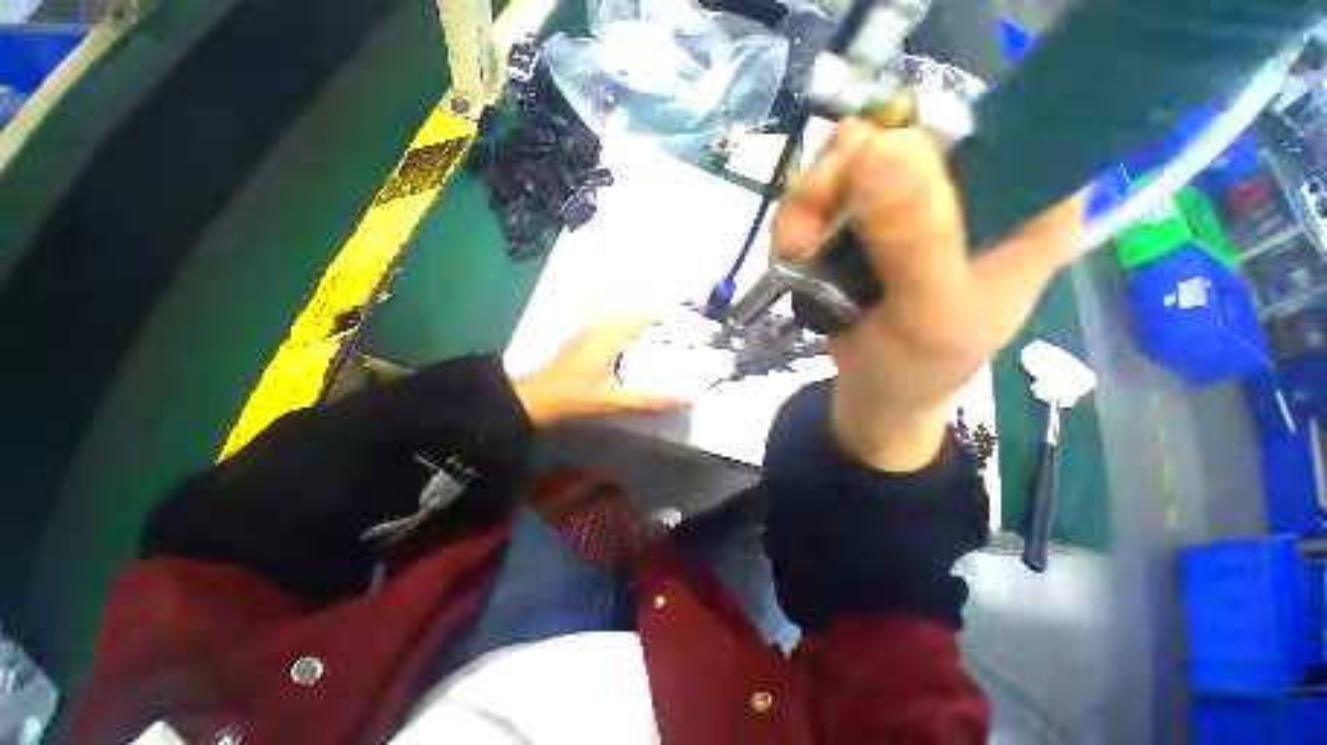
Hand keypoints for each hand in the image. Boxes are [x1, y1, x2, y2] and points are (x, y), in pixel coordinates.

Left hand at [513, 316, 687, 426]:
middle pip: (632, 313)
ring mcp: (587, 330)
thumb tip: (683, 398)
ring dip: (637, 322)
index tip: (680, 326)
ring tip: (655, 336)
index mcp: (610, 335)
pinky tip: (628, 344)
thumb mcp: (616, 400)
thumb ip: (650, 399)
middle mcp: (599, 326)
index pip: (642, 316)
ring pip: (619, 317)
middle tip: (672, 333)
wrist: (535, 398)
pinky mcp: (580, 337)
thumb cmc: (575, 397)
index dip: (662, 317)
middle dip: (653, 319)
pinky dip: (624, 327)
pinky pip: (609, 323)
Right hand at [773, 121, 1083, 470]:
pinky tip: (793, 250)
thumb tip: (882, 145)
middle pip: (903, 134)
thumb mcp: (931, 312)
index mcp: (1030, 199)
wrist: (877, 391)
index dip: (923, 131)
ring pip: (852, 160)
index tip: (865, 167)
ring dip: (809, 200)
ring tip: (794, 247)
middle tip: (808, 219)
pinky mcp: (868, 220)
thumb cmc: (921, 366)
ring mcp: (913, 200)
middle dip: (843, 174)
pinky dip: (798, 217)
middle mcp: (975, 185)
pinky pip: (824, 194)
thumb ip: (916, 240)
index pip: (993, 122)